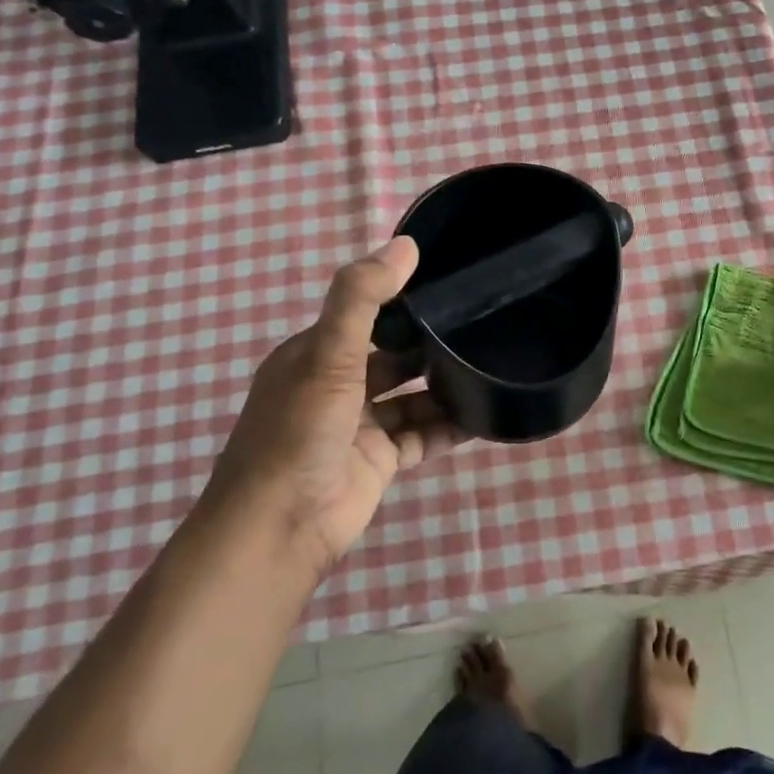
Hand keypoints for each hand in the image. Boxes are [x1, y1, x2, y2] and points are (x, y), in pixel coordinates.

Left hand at [212, 237, 463, 573]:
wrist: (280, 529)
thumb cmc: (299, 433)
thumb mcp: (327, 355)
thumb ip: (362, 297)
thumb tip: (406, 244)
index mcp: (315, 354)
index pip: (366, 313)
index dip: (404, 298)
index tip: (452, 282)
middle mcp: (338, 385)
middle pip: (395, 355)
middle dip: (432, 342)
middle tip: (486, 322)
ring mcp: (361, 425)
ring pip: (413, 396)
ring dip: (446, 385)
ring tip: (493, 363)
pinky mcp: (381, 460)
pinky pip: (424, 434)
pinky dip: (451, 425)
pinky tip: (487, 413)